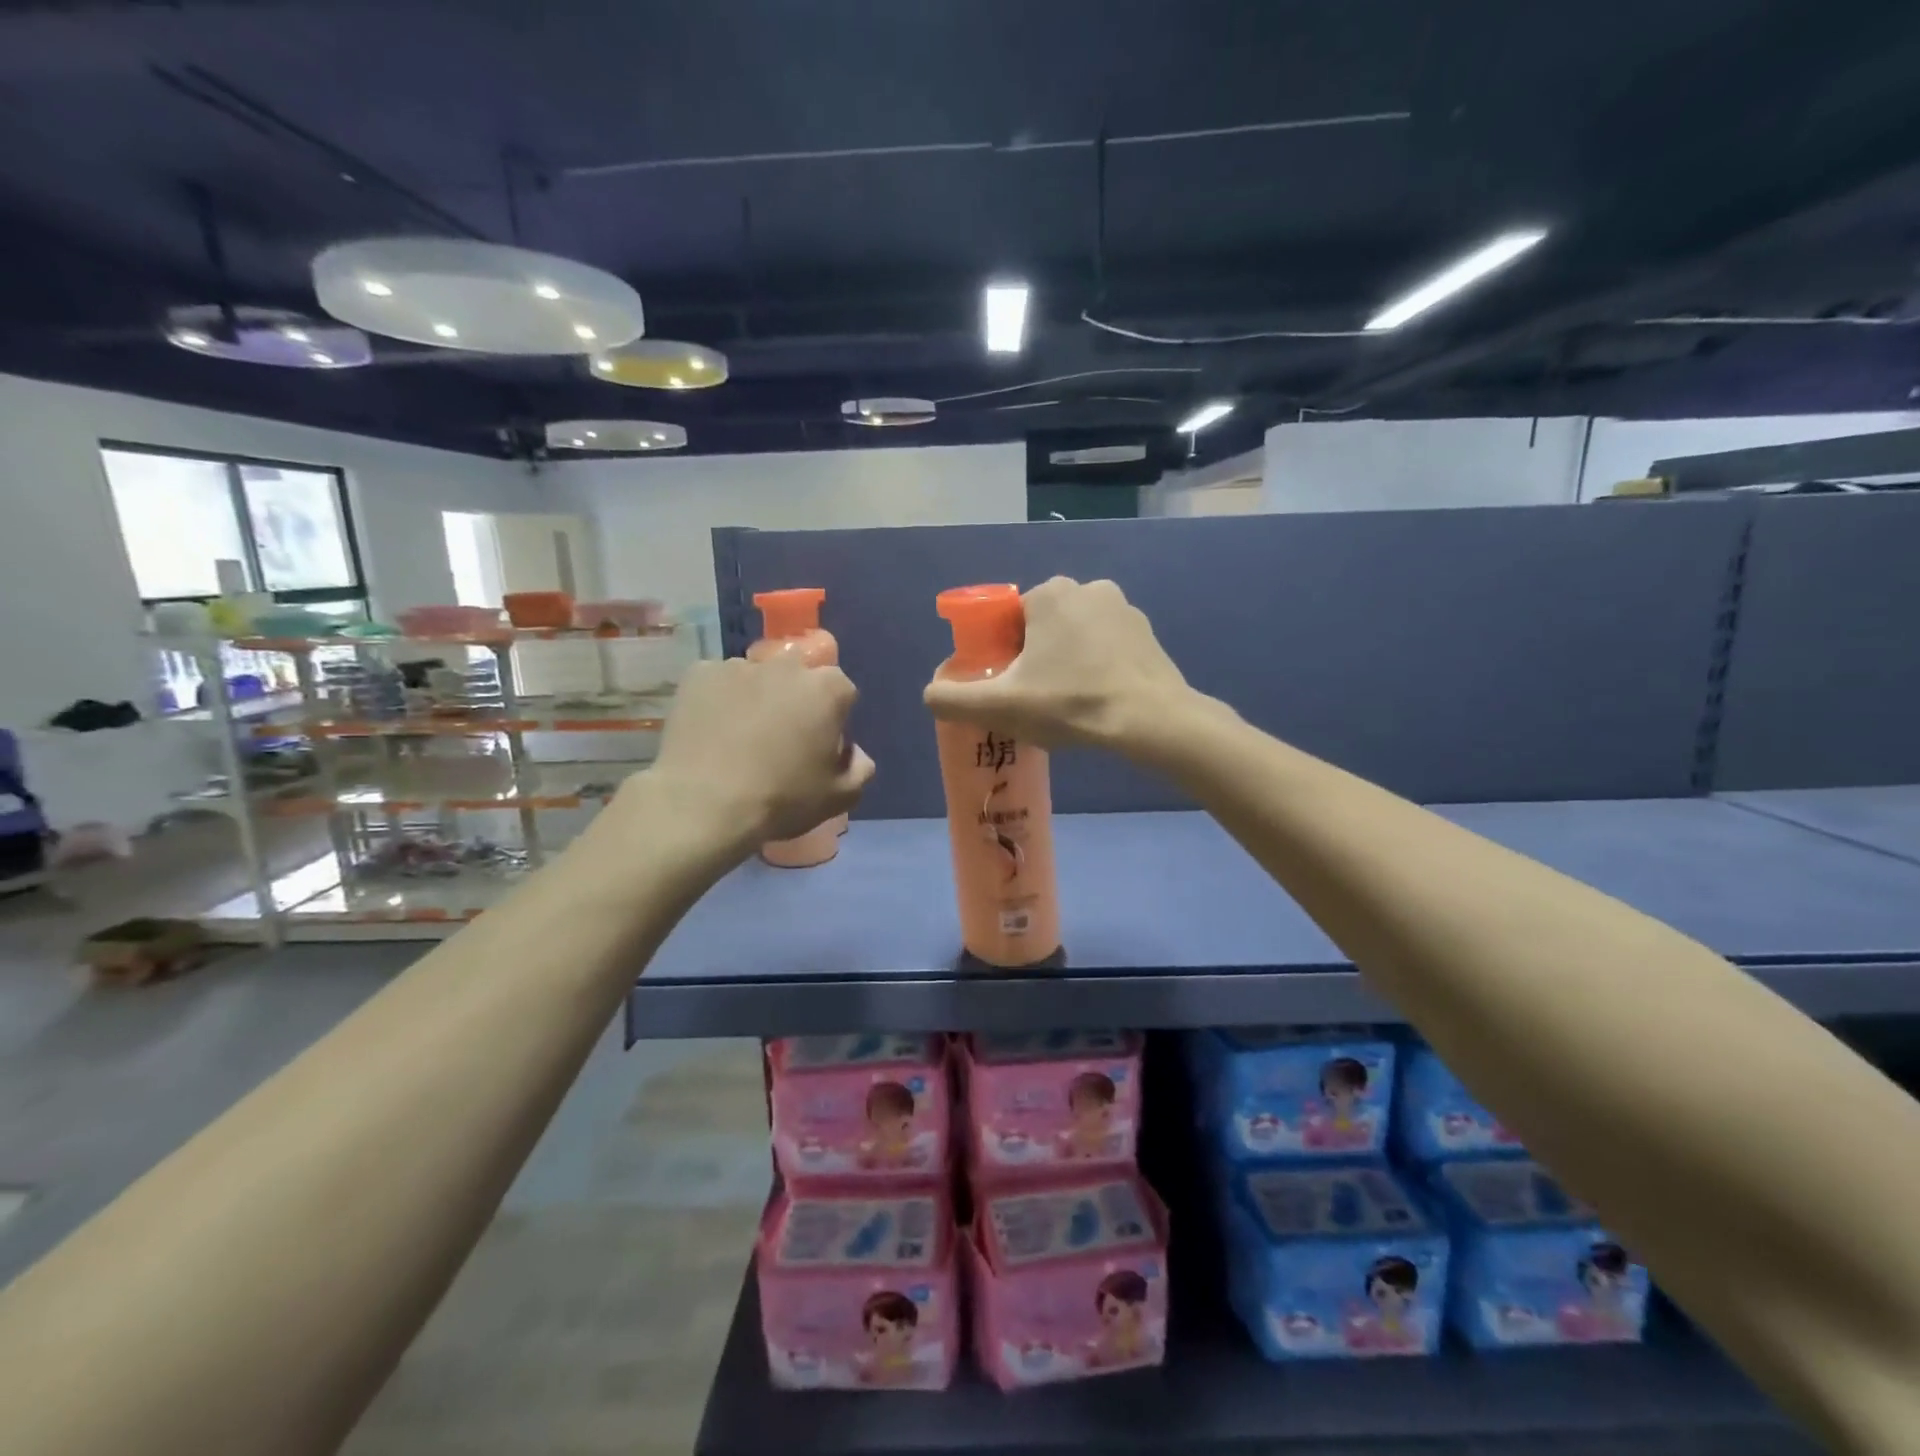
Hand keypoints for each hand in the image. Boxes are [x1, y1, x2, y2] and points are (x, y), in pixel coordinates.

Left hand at [642, 656, 874, 850]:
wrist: (703, 805)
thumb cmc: (781, 799)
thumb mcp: (839, 797)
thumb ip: (860, 769)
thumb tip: (853, 752)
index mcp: (828, 688)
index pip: (842, 694)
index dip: (832, 721)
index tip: (818, 747)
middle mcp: (787, 666)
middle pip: (799, 679)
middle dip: (795, 702)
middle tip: (780, 741)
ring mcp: (739, 665)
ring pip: (757, 679)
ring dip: (756, 699)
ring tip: (739, 739)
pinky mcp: (700, 674)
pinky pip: (718, 684)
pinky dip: (719, 701)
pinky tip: (712, 732)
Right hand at [922, 576, 1190, 749]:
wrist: (1150, 720)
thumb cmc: (1071, 703)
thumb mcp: (1001, 706)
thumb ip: (953, 699)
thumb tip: (930, 694)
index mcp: (1049, 595)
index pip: (1009, 621)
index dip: (1003, 655)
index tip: (1011, 687)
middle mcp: (1087, 588)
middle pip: (1042, 627)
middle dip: (1035, 659)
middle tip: (1038, 700)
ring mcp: (1123, 608)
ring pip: (1076, 636)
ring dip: (1068, 661)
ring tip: (1071, 703)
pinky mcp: (1147, 633)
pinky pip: (1107, 646)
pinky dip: (1098, 666)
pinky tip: (1100, 699)